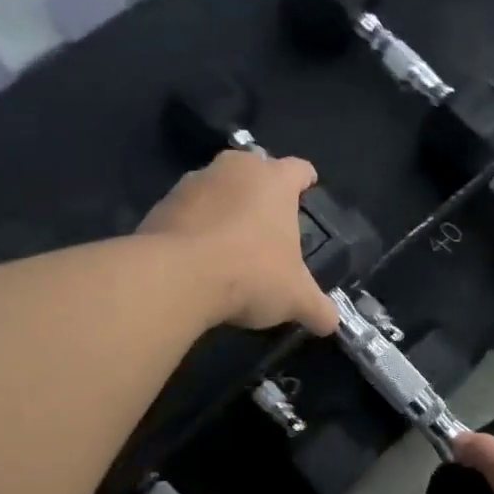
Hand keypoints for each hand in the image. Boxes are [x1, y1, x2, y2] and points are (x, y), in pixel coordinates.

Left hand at [140, 150, 340, 335]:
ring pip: (218, 188)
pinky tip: (198, 258)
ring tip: (230, 244)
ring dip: (225, 208)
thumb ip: (318, 307)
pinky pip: (187, 211)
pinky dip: (195, 227)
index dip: (306, 181)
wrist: (175, 278)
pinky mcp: (161, 204)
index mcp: (274, 180)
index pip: (299, 169)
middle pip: (255, 171)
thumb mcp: (295, 298)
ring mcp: (193, 182)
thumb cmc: (250, 273)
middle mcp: (235, 169)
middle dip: (262, 192)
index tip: (308, 192)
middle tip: (269, 224)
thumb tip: (332, 323)